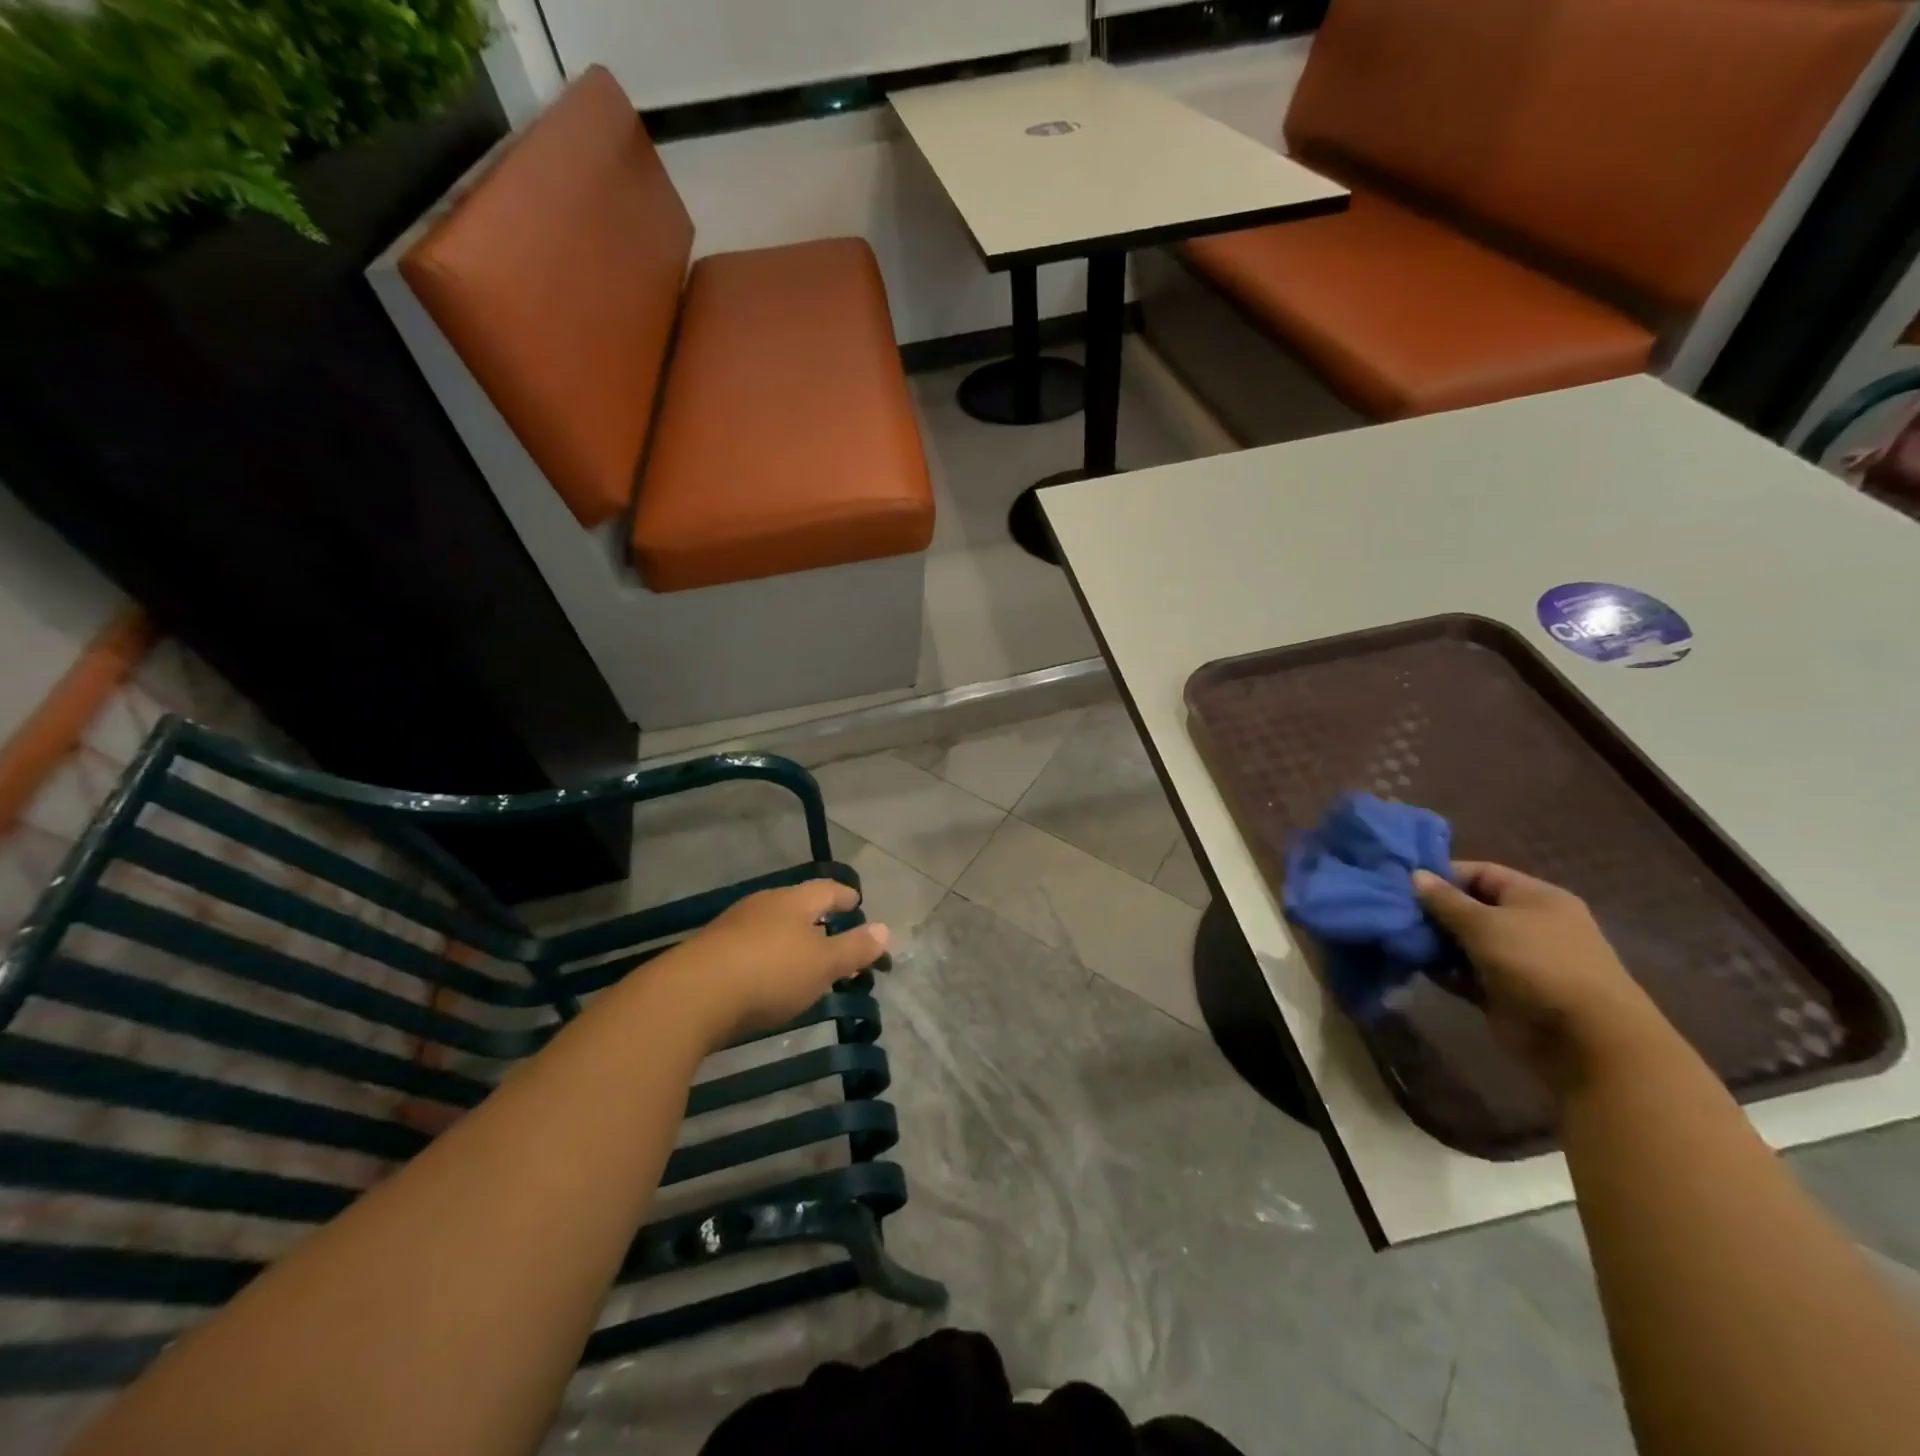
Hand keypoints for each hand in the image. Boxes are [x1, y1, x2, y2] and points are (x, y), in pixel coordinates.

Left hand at [659, 881, 889, 1045]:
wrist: (692, 996)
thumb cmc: (770, 973)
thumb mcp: (823, 964)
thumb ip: (855, 948)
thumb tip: (885, 930)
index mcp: (794, 901)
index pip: (827, 889)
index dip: (845, 896)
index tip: (857, 902)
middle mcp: (763, 904)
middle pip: (797, 904)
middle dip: (817, 918)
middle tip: (833, 933)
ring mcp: (732, 926)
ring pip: (770, 925)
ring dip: (789, 938)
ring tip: (801, 958)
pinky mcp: (710, 952)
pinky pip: (748, 946)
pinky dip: (765, 956)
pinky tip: (765, 977)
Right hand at [1413, 862, 1666, 1088]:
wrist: (1585, 1040)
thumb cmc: (1537, 963)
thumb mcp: (1484, 924)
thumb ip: (1445, 900)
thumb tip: (1415, 875)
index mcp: (1535, 898)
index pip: (1481, 873)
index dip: (1442, 875)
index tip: (1403, 882)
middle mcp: (1528, 925)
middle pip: (1470, 908)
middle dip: (1433, 911)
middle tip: (1393, 912)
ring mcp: (1518, 961)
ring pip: (1465, 942)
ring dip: (1434, 942)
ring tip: (1397, 938)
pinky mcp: (1505, 992)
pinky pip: (1466, 973)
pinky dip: (1443, 970)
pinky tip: (1414, 965)